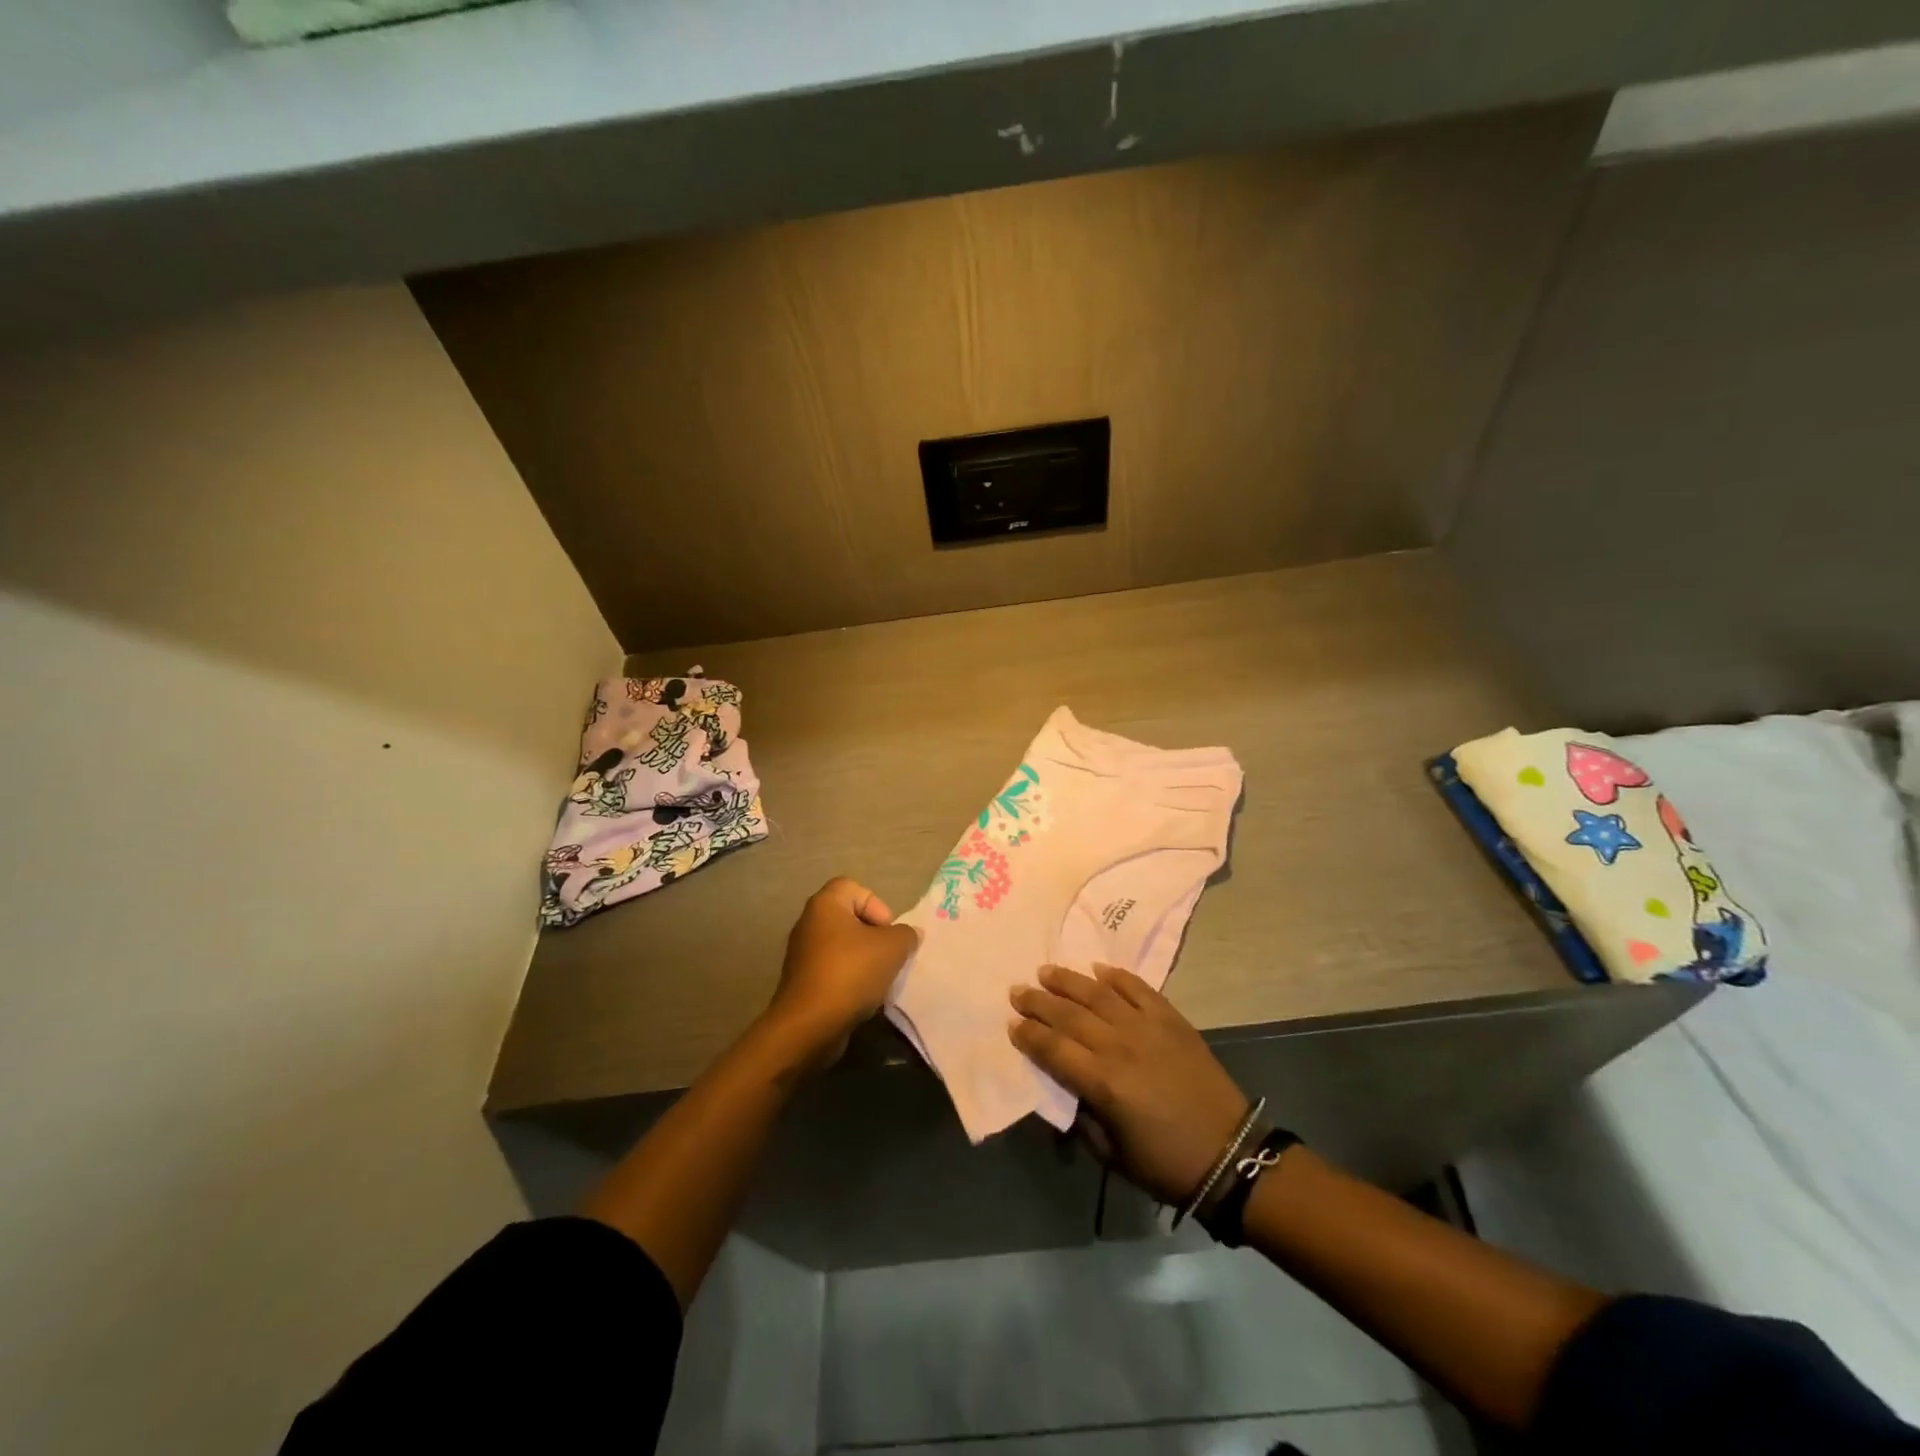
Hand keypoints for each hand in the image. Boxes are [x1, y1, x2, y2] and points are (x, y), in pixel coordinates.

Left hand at [761, 877, 918, 1073]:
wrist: (809, 1025)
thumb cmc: (850, 973)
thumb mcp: (892, 948)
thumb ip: (906, 934)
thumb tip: (909, 934)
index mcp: (825, 905)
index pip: (854, 888)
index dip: (877, 905)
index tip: (888, 932)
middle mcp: (809, 923)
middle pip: (851, 919)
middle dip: (875, 937)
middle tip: (889, 956)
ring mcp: (803, 954)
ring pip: (844, 947)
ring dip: (865, 961)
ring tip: (880, 980)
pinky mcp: (803, 981)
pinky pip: (834, 970)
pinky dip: (850, 980)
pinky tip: (863, 998)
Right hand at [1010, 964, 1248, 1205]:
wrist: (1230, 1153)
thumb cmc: (1165, 1163)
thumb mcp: (1112, 1153)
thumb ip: (1082, 1117)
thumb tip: (1064, 1089)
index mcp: (1103, 1084)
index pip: (1053, 1049)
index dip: (1029, 1035)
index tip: (1011, 1024)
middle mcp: (1120, 1046)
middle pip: (1070, 1016)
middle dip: (1039, 1002)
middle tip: (1017, 990)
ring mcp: (1147, 1028)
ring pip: (1099, 995)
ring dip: (1069, 981)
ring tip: (1046, 971)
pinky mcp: (1171, 1019)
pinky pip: (1138, 989)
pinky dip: (1117, 976)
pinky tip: (1098, 969)